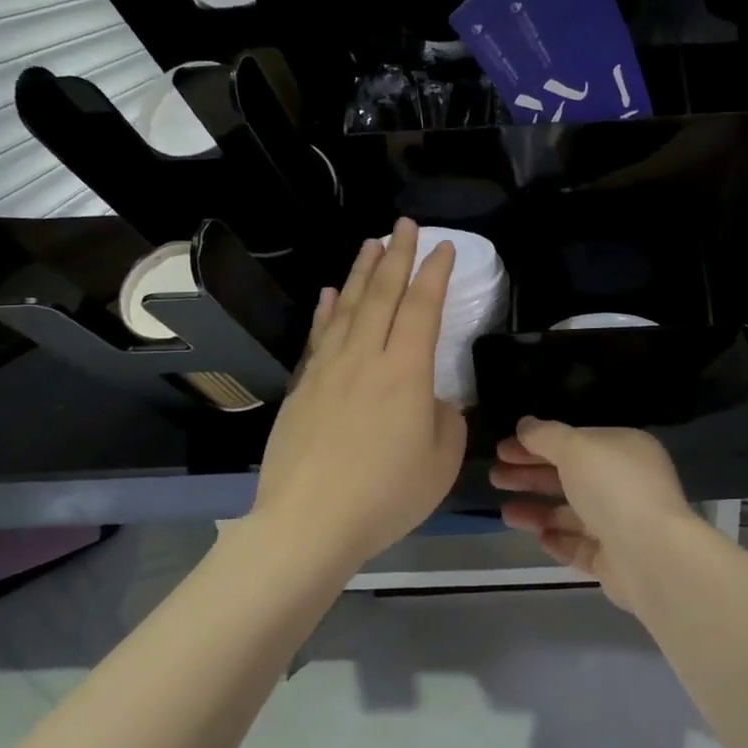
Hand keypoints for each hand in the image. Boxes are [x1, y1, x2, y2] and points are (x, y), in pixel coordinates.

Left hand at [251, 219, 466, 566]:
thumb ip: (444, 419)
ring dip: (363, 272)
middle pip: (383, 294)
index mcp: (406, 372)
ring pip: (349, 307)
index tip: (444, 247)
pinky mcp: (303, 388)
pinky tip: (333, 293)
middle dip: (397, 255)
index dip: (434, 274)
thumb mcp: (441, 461)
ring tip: (371, 243)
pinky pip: (319, 336)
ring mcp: (329, 370)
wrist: (309, 523)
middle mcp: (366, 357)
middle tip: (405, 225)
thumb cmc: (386, 494)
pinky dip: (328, 310)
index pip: (423, 308)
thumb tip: (430, 400)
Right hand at [491, 419, 702, 609]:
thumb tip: (525, 424)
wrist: (650, 555)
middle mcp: (626, 483)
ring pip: (572, 513)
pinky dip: (560, 540)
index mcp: (624, 450)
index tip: (503, 449)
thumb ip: (546, 435)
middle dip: (531, 476)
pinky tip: (540, 538)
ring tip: (505, 513)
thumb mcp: (575, 448)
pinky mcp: (615, 559)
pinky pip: (581, 546)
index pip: (574, 441)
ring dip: (539, 511)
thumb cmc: (613, 488)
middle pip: (570, 476)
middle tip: (494, 476)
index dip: (536, 443)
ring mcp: (622, 522)